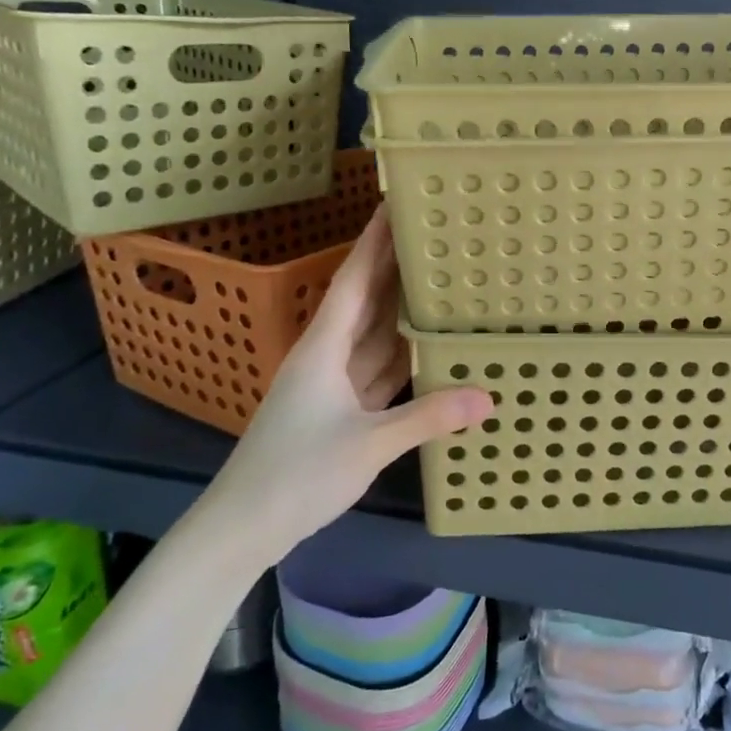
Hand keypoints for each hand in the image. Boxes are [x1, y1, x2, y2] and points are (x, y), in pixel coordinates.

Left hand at [201, 207, 492, 568]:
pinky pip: (379, 368)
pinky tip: (428, 342)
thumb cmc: (296, 473)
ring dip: (400, 306)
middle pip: (366, 299)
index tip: (394, 203)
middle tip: (432, 232)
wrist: (243, 527)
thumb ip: (427, 417)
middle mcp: (327, 355)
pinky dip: (403, 353)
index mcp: (324, 348)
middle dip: (393, 265)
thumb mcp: (368, 444)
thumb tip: (488, 397)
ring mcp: (333, 384)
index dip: (373, 242)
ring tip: (439, 277)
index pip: (353, 280)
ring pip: (374, 333)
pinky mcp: (341, 410)